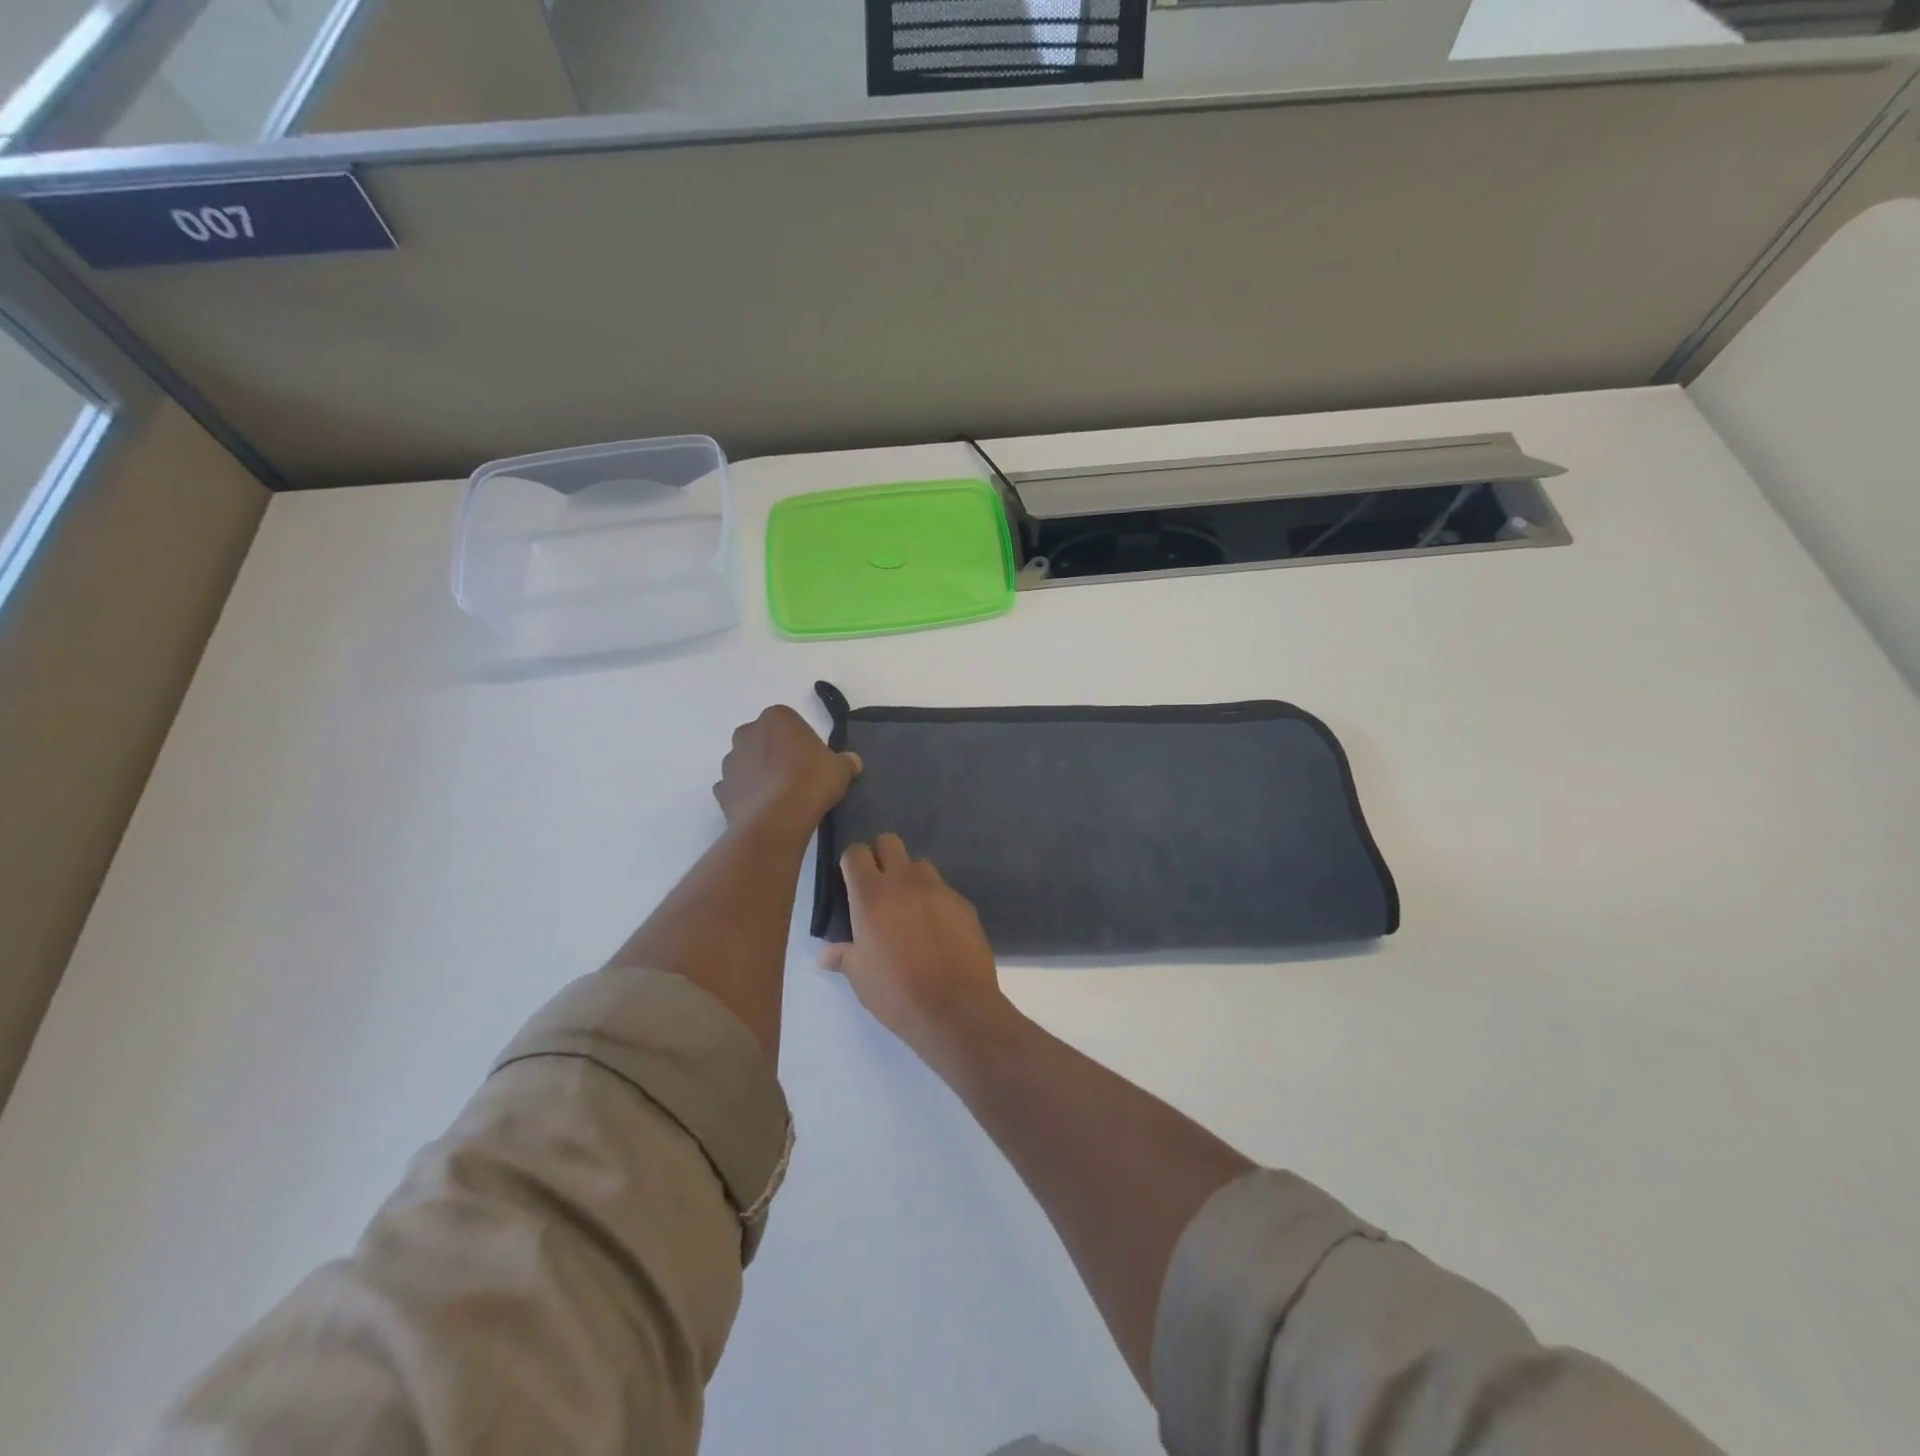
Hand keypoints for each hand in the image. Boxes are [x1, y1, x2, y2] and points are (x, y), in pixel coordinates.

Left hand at [713, 705, 860, 838]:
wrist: (776, 820)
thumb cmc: (811, 781)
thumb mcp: (841, 769)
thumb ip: (846, 762)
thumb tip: (852, 762)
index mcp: (776, 717)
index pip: (790, 721)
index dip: (802, 740)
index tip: (813, 759)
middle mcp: (747, 733)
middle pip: (764, 739)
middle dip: (776, 753)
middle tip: (798, 775)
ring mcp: (730, 762)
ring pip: (747, 763)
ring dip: (760, 774)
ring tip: (781, 797)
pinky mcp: (721, 790)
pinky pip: (736, 788)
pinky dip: (747, 795)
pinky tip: (765, 809)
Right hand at [820, 833, 1014, 1066]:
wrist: (956, 1008)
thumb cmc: (897, 992)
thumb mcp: (860, 977)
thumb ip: (844, 955)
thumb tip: (826, 953)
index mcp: (872, 894)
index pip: (856, 853)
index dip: (851, 863)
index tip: (850, 882)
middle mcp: (905, 881)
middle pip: (890, 842)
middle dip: (881, 857)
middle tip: (878, 889)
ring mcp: (939, 889)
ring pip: (920, 865)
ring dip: (910, 879)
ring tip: (909, 910)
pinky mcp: (964, 903)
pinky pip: (944, 891)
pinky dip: (935, 902)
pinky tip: (936, 931)